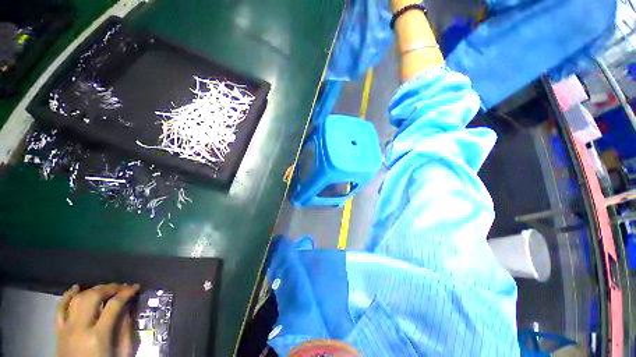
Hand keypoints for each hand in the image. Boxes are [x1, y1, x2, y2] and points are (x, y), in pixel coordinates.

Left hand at [56, 284, 139, 356]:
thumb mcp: (121, 353)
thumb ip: (124, 330)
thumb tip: (127, 309)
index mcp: (98, 336)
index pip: (113, 305)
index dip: (126, 293)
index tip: (136, 287)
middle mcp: (80, 328)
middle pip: (93, 297)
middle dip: (110, 288)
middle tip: (122, 286)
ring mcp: (67, 329)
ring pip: (77, 299)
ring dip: (93, 289)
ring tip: (105, 288)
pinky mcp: (59, 331)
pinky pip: (60, 309)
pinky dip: (67, 296)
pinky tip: (76, 288)